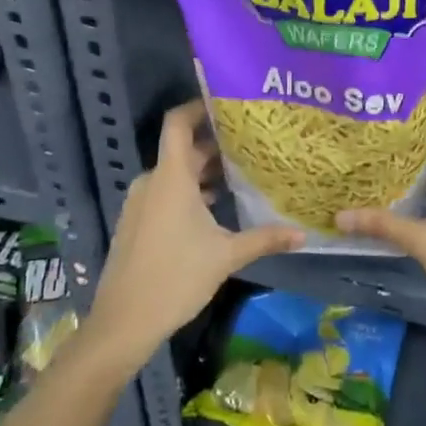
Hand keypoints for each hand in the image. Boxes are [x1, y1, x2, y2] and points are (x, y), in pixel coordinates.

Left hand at [84, 101, 301, 374]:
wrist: (123, 323)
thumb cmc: (176, 278)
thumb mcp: (226, 256)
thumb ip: (265, 239)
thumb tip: (303, 234)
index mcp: (170, 177)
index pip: (178, 123)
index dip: (198, 106)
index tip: (227, 103)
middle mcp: (152, 182)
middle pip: (184, 150)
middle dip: (216, 145)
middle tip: (252, 143)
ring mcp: (141, 203)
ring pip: (176, 174)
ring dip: (204, 172)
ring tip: (241, 174)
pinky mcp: (137, 223)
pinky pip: (166, 193)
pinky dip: (190, 192)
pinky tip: (216, 208)